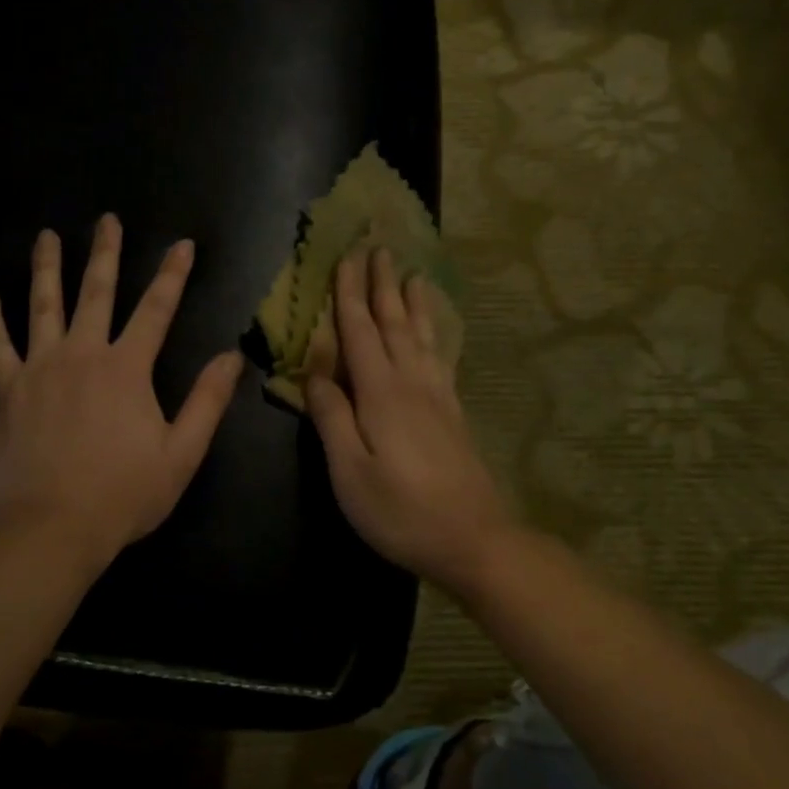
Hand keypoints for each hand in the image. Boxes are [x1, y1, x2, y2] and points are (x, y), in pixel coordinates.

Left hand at [0, 214, 244, 563]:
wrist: (53, 526)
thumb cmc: (123, 494)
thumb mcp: (182, 453)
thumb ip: (207, 401)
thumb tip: (231, 356)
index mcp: (127, 369)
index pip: (156, 310)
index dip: (173, 275)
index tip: (182, 244)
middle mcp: (83, 354)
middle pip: (96, 293)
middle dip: (105, 254)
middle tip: (107, 220)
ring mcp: (40, 368)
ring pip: (43, 306)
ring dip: (47, 268)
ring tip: (47, 236)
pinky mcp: (8, 390)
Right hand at [305, 248, 514, 589]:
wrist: (474, 540)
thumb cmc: (400, 511)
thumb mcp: (350, 471)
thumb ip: (331, 417)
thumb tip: (314, 371)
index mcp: (381, 393)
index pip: (359, 331)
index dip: (349, 293)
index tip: (346, 256)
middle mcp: (412, 383)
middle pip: (393, 323)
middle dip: (383, 284)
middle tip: (379, 247)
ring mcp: (438, 397)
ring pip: (422, 336)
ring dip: (413, 303)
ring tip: (412, 274)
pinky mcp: (453, 414)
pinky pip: (441, 358)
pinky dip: (435, 334)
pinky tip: (435, 333)